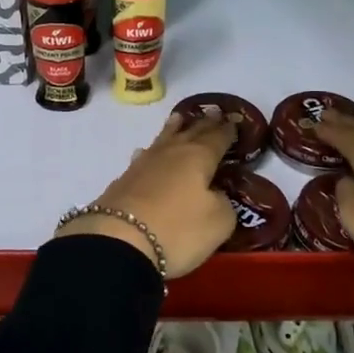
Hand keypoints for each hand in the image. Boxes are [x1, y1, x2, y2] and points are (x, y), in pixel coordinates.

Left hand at [57, 110, 236, 278]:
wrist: (119, 240)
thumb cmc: (178, 229)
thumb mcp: (218, 222)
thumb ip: (224, 203)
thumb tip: (215, 195)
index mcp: (199, 157)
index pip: (218, 137)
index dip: (228, 129)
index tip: (235, 119)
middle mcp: (172, 152)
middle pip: (191, 132)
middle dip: (204, 123)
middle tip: (213, 112)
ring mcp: (144, 164)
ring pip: (164, 139)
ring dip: (174, 128)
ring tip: (179, 118)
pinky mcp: (124, 180)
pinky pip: (144, 157)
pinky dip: (151, 152)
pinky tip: (146, 153)